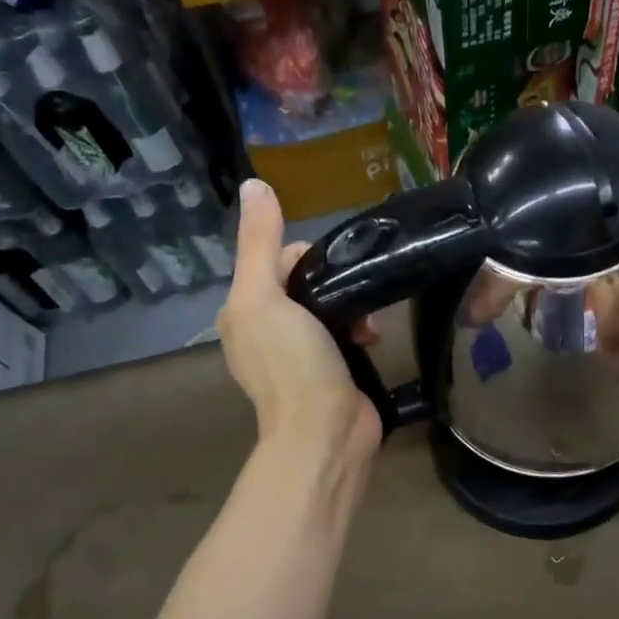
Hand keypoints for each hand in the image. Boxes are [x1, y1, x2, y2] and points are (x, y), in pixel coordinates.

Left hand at [217, 180, 381, 472]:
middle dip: (334, 283)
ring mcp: (299, 354)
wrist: (326, 433)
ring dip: (352, 307)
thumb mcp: (265, 298)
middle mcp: (267, 330)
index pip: (277, 259)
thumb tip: (254, 184)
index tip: (332, 270)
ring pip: (329, 308)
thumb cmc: (293, 364)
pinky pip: (345, 334)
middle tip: (355, 297)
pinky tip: (374, 339)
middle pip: (306, 282)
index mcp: (243, 311)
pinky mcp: (330, 371)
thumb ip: (259, 243)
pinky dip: (361, 331)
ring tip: (368, 324)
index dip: (306, 256)